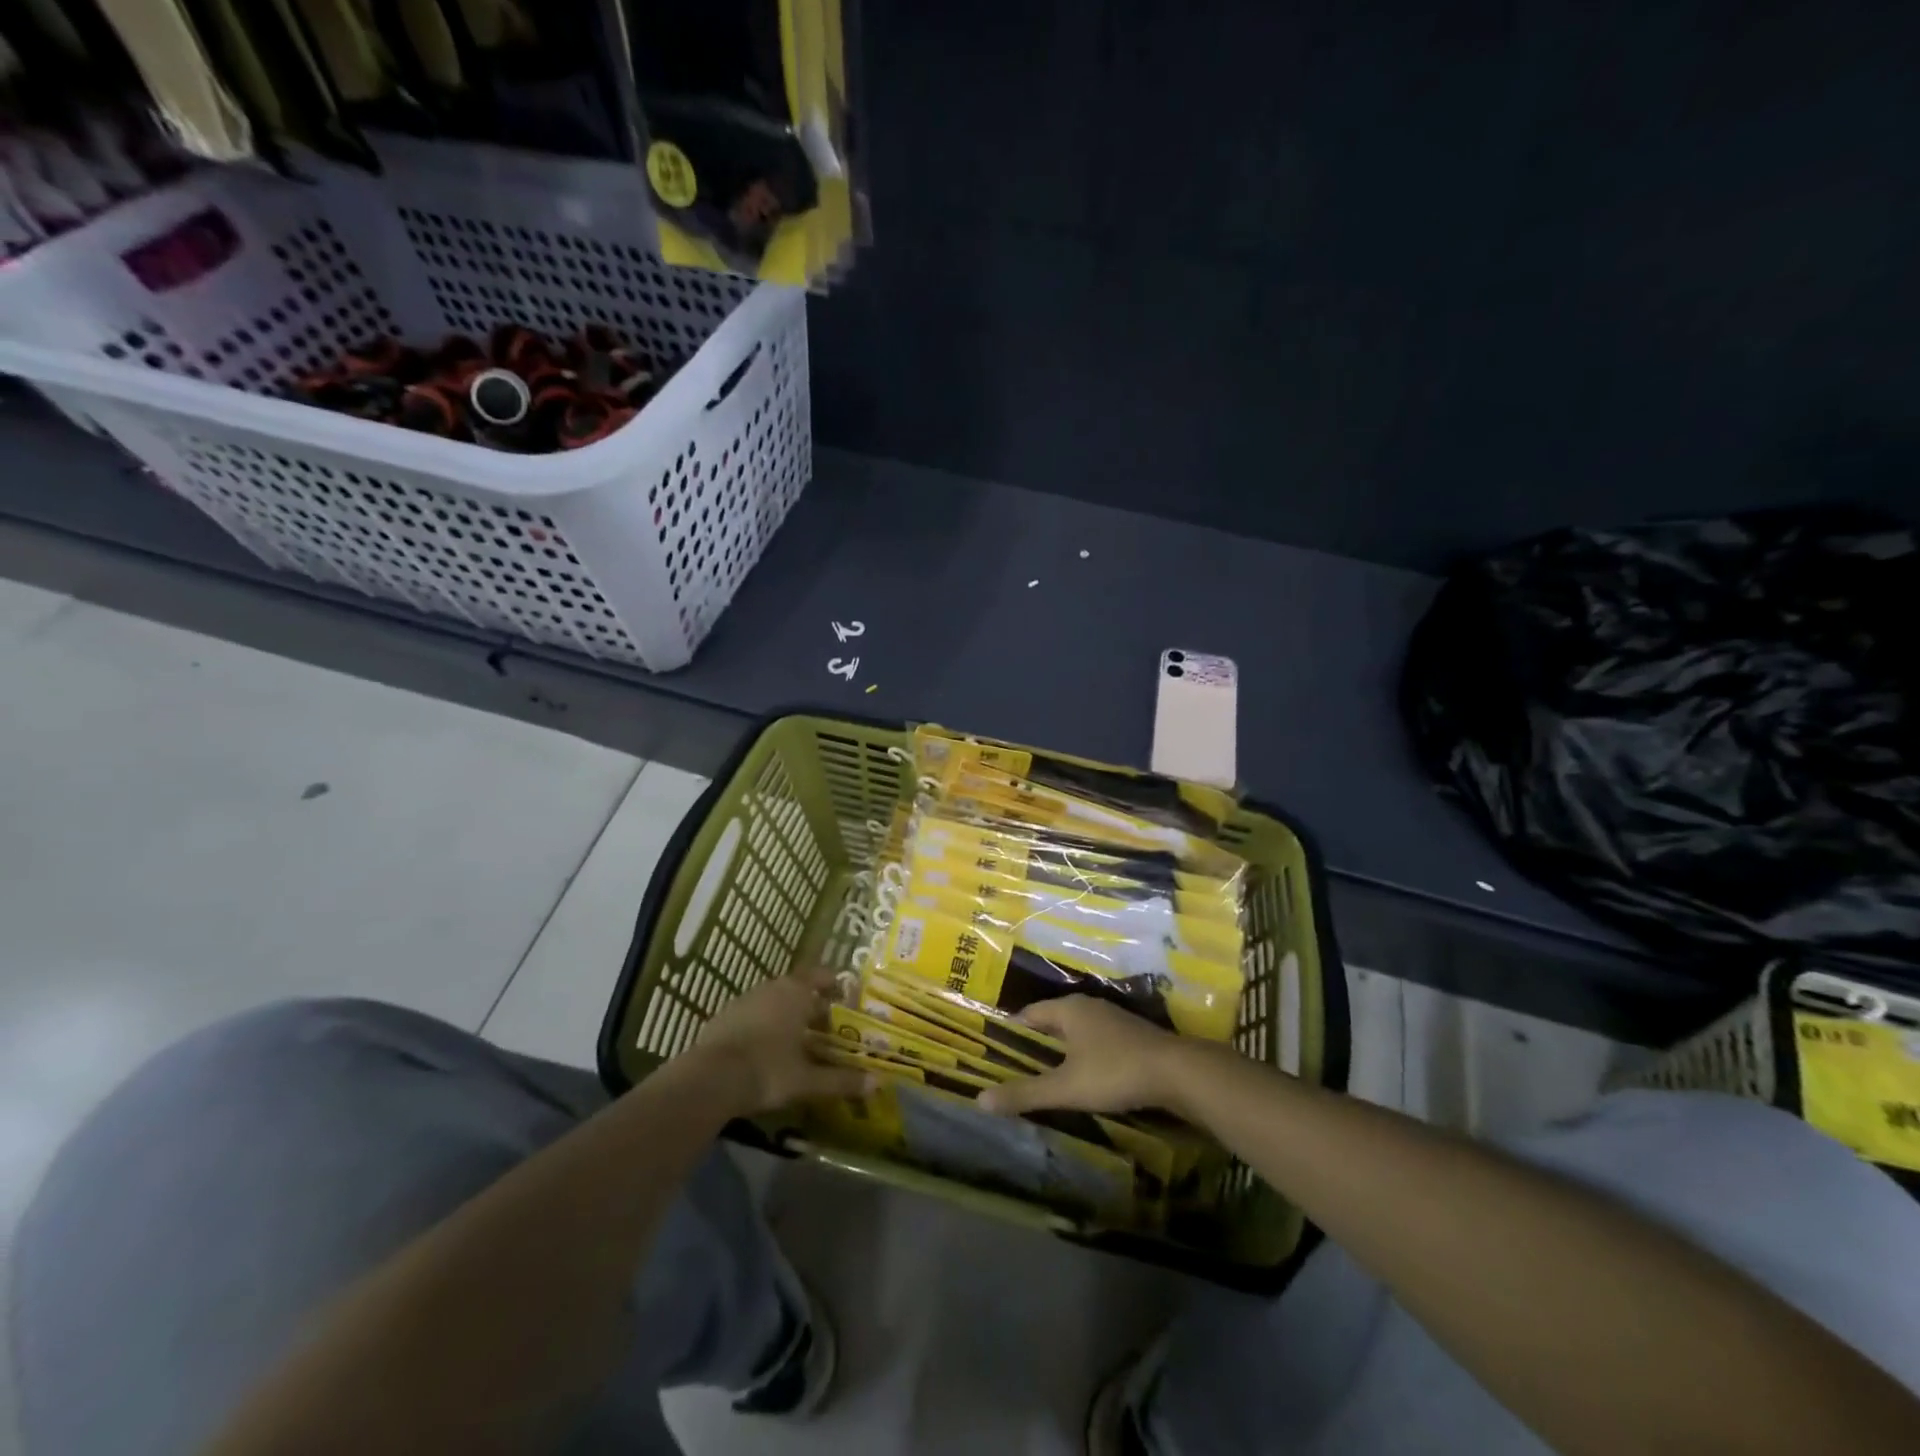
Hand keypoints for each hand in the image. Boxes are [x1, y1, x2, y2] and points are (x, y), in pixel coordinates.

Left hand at [693, 970, 870, 1115]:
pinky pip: (752, 1015)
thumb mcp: (808, 1080)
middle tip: (827, 1026)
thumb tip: (878, 1083)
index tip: (846, 999)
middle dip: (812, 1005)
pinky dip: (764, 1026)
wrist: (709, 1080)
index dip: (835, 985)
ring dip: (787, 1015)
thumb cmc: (767, 1071)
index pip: (822, 975)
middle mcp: (771, 988)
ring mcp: (744, 1000)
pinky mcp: (723, 1017)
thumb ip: (842, 1080)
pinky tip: (766, 1051)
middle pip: (798, 988)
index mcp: (796, 992)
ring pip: (774, 1001)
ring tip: (798, 1040)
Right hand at [977, 996, 1189, 1116]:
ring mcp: (1114, 1019)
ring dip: (1063, 1050)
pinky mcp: (1133, 1036)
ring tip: (1048, 1075)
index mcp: (1069, 1009)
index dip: (1012, 1031)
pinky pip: (1097, 1042)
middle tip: (1017, 1066)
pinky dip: (1085, 1056)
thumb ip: (1025, 1093)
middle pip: (1053, 1021)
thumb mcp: (1066, 1087)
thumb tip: (980, 1100)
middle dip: (1037, 1042)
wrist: (1177, 1072)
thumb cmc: (1114, 1072)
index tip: (997, 1051)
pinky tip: (1085, 1078)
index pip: (1029, 1014)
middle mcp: (1089, 1006)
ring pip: (1077, 1031)